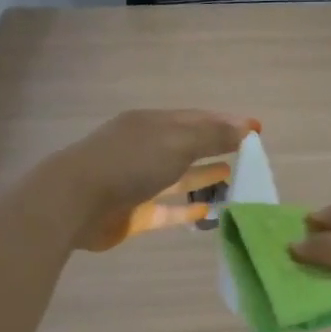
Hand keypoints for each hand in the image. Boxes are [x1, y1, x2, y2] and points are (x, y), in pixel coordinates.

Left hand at [44, 110, 255, 251]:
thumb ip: (213, 136)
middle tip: (249, 157)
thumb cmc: (129, 163)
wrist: (75, 202)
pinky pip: (168, 209)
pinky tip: (209, 211)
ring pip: (179, 178)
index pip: (197, 119)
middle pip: (188, 146)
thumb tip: (247, 127)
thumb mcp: (177, 142)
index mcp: (152, 124)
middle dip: (217, 148)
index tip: (256, 130)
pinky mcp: (134, 212)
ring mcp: (138, 181)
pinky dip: (188, 209)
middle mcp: (145, 148)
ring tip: (234, 179)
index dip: (227, 122)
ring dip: (204, 177)